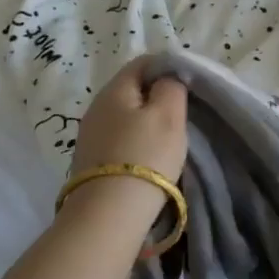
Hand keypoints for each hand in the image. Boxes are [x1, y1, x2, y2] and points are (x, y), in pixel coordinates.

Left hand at [69, 58, 188, 184]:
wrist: (108, 216)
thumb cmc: (145, 157)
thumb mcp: (169, 114)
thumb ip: (171, 86)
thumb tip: (167, 78)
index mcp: (114, 90)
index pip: (143, 63)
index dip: (168, 67)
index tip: (189, 85)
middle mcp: (96, 108)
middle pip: (132, 90)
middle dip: (157, 96)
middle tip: (182, 113)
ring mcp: (90, 136)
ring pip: (125, 116)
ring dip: (146, 121)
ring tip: (169, 138)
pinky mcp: (90, 162)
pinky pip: (118, 139)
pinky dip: (136, 142)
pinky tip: (148, 158)